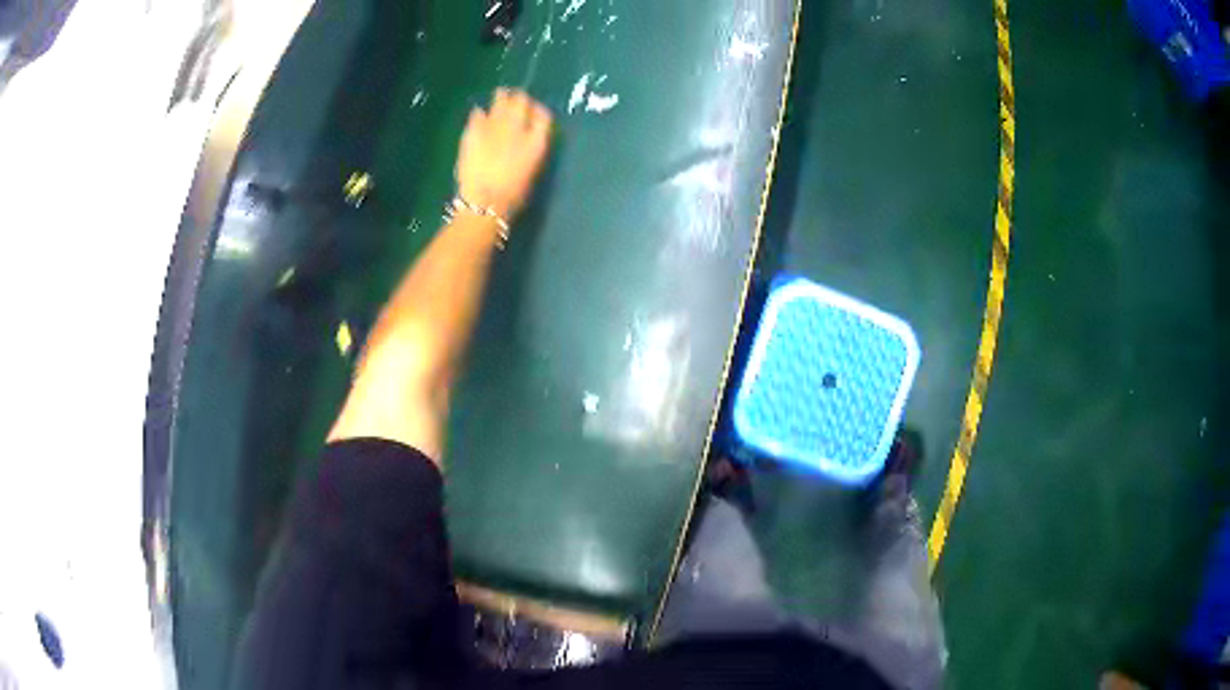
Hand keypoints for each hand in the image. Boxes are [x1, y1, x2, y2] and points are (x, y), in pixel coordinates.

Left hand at [456, 88, 552, 219]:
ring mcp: (494, 126)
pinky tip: (480, 116)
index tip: (535, 111)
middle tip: (516, 100)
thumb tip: (528, 134)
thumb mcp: (531, 170)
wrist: (485, 202)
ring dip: (502, 99)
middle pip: (522, 101)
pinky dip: (480, 114)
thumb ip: (531, 148)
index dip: (539, 111)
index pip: (543, 115)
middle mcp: (517, 127)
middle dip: (520, 99)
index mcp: (537, 140)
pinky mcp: (473, 130)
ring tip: (500, 98)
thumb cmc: (513, 195)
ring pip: (501, 101)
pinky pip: (478, 114)